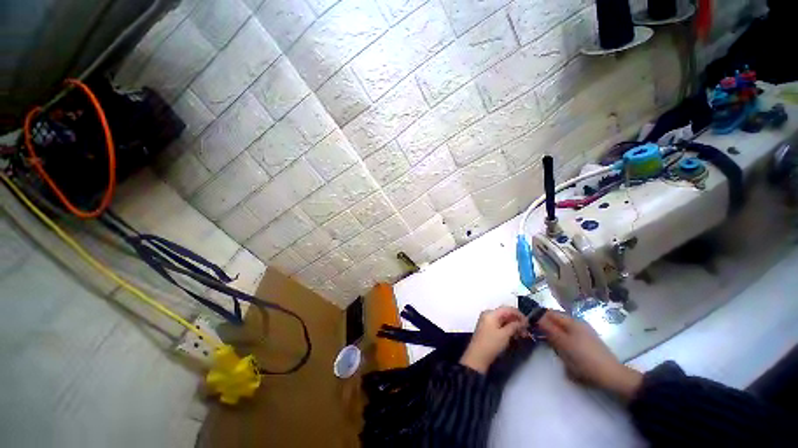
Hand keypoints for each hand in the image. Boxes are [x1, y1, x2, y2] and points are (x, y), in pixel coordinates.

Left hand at [460, 306, 527, 373]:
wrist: (477, 356)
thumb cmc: (491, 344)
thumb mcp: (505, 335)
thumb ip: (514, 326)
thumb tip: (522, 322)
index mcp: (491, 313)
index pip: (508, 309)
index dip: (519, 315)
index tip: (528, 323)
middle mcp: (488, 314)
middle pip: (505, 313)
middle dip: (516, 320)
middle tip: (526, 330)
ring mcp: (486, 321)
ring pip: (503, 319)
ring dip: (513, 325)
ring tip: (522, 334)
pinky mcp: (487, 328)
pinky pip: (499, 324)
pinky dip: (507, 328)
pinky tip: (514, 335)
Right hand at [538, 312, 642, 400]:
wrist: (611, 377)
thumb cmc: (585, 359)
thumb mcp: (563, 343)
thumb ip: (548, 328)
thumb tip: (534, 316)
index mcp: (572, 321)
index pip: (549, 312)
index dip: (537, 316)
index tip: (527, 324)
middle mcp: (577, 324)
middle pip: (555, 320)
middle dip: (544, 326)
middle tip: (535, 336)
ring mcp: (583, 334)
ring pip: (560, 330)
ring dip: (552, 335)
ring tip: (547, 345)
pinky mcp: (585, 344)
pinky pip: (567, 337)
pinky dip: (560, 341)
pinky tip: (560, 351)